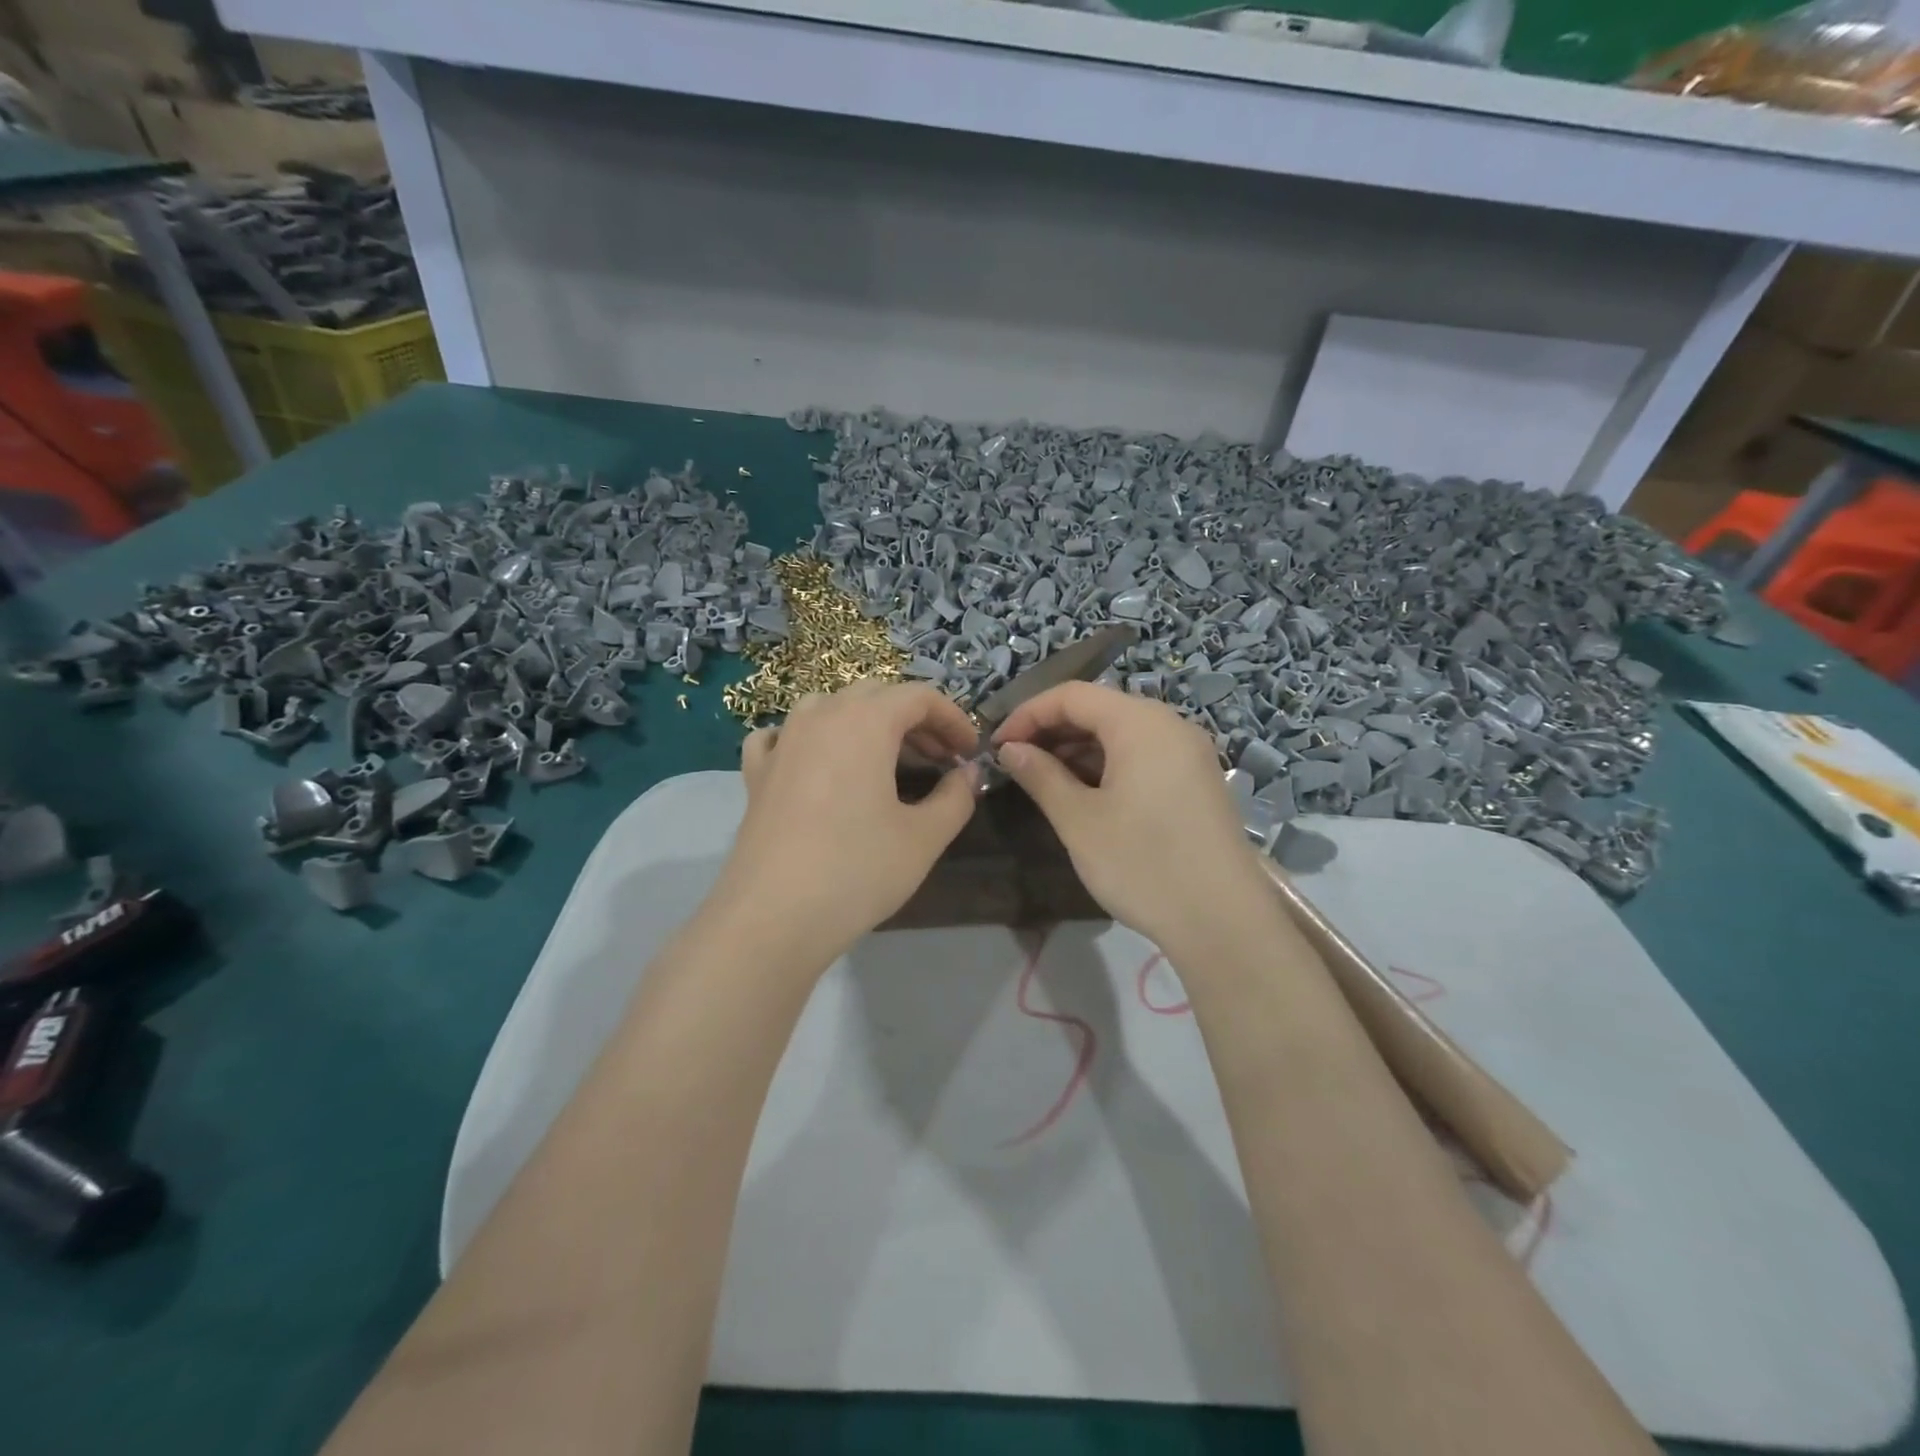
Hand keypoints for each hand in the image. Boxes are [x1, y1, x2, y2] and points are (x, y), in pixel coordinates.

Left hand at [718, 681, 979, 962]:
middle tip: (938, 759)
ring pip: (829, 706)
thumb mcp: (924, 837)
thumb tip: (967, 774)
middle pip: (876, 695)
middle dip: (914, 720)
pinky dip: (809, 738)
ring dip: (865, 722)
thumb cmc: (857, 870)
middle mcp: (820, 716)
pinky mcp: (757, 772)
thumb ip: (956, 797)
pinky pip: (784, 735)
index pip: (919, 697)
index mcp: (865, 721)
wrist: (772, 917)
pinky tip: (816, 762)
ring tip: (885, 760)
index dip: (953, 719)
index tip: (969, 752)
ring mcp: (782, 741)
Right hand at [993, 682, 1264, 949]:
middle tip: (1016, 764)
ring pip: (1121, 734)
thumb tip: (1010, 750)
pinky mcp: (1196, 780)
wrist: (1223, 921)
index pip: (1072, 695)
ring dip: (1078, 750)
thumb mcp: (1079, 820)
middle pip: (1099, 709)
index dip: (1028, 714)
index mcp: (1140, 723)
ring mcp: (1189, 752)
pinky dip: (1108, 765)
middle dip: (1052, 731)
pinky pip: (1143, 755)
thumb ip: (1040, 776)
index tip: (997, 746)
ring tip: (1044, 781)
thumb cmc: (1142, 864)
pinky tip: (1085, 794)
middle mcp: (1169, 725)